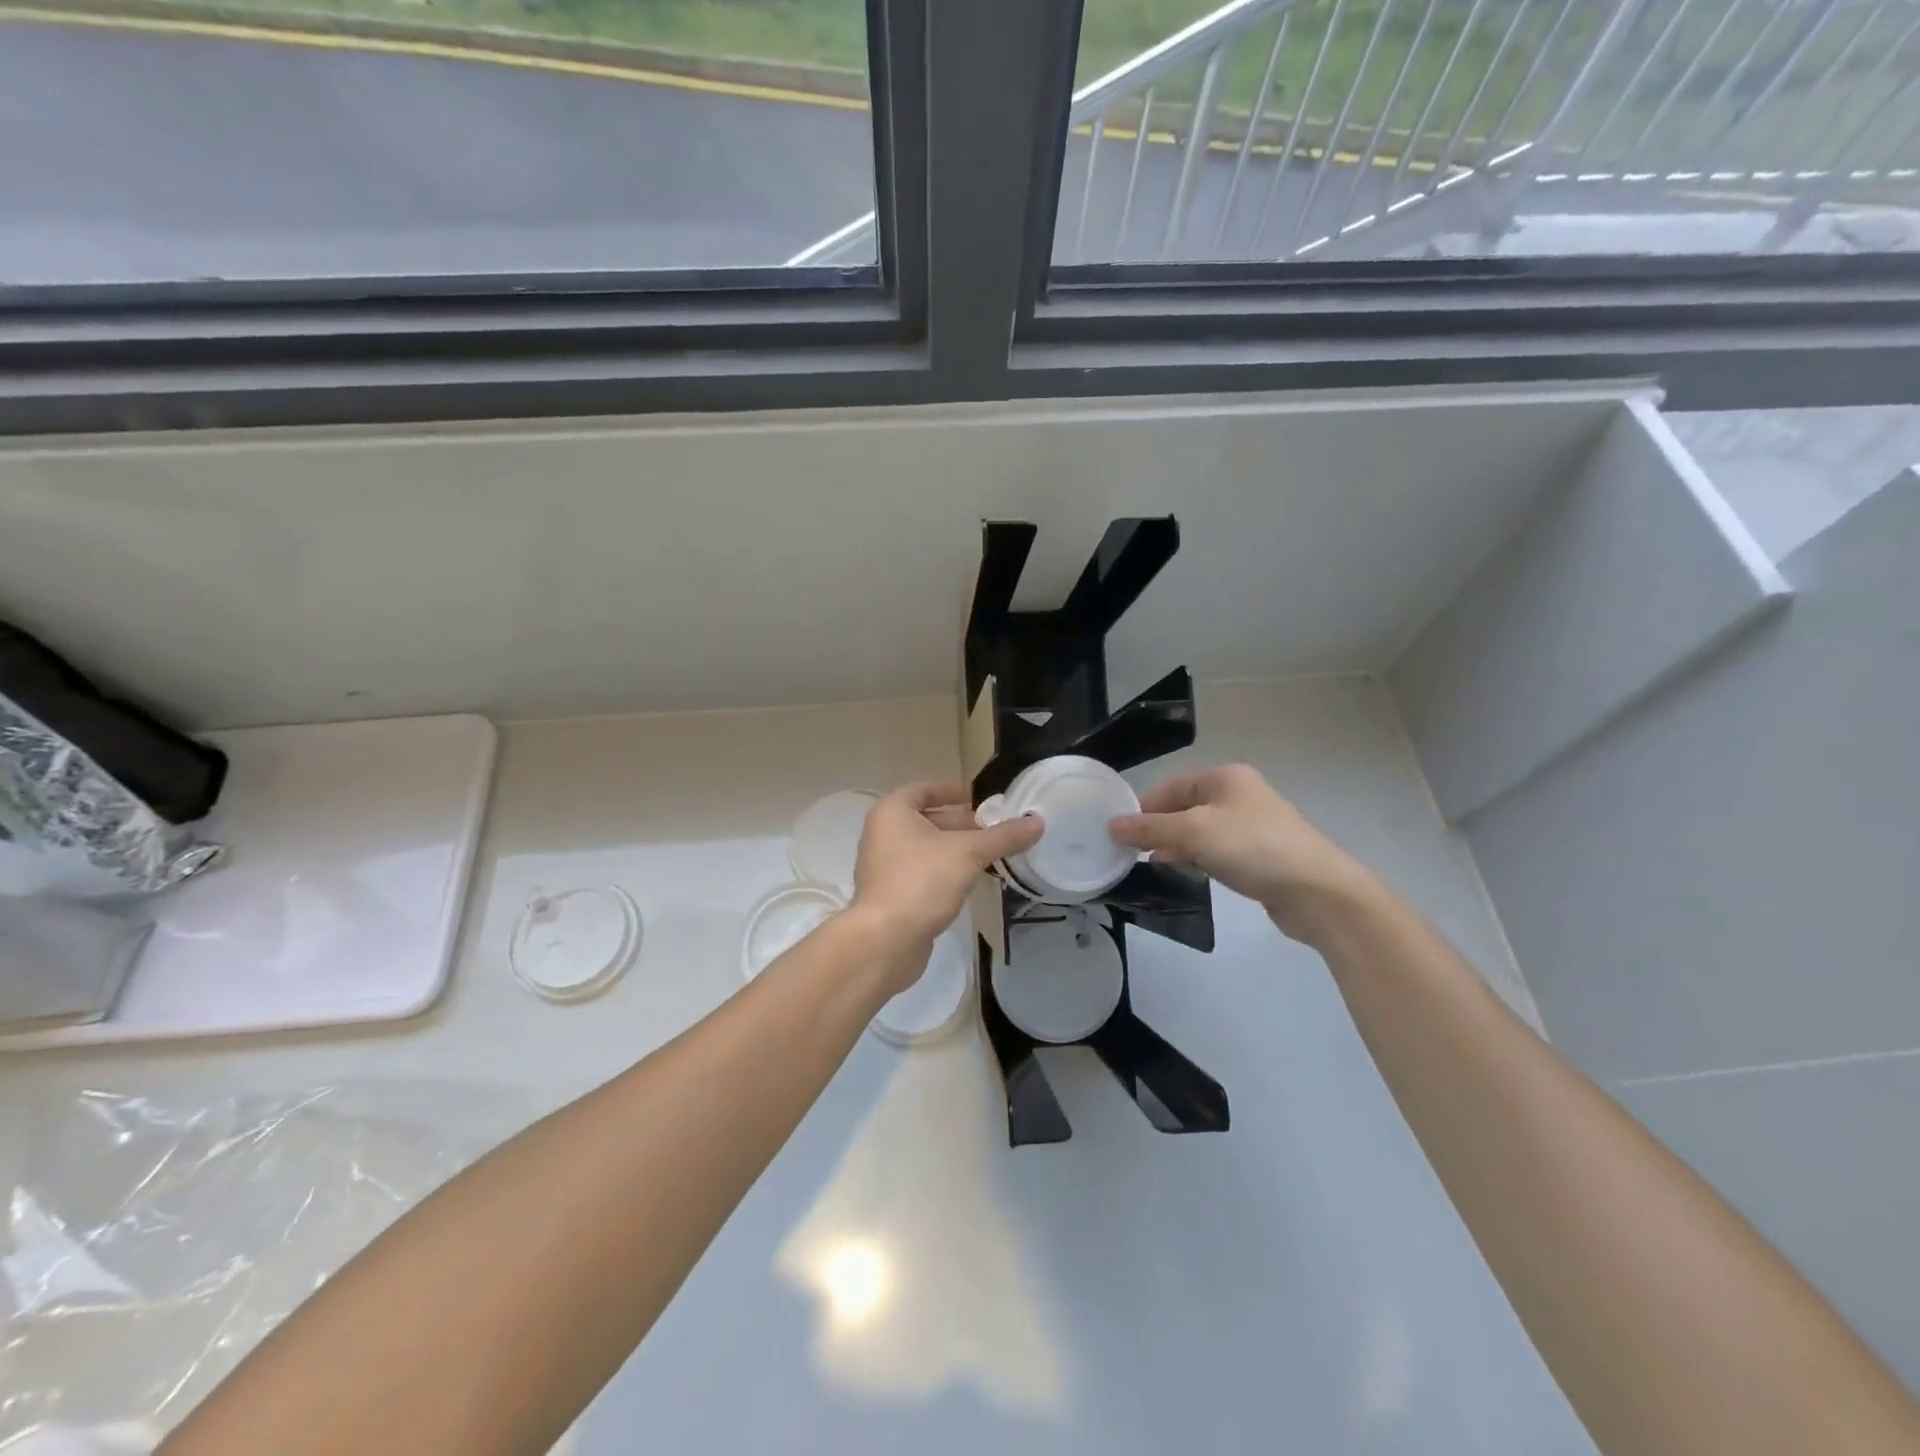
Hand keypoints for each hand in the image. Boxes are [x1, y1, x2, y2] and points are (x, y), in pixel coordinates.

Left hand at [849, 781, 1042, 984]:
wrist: (886, 940)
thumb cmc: (922, 881)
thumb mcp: (968, 853)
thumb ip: (1003, 836)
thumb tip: (1038, 822)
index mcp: (892, 812)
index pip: (925, 790)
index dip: (954, 791)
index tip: (982, 797)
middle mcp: (883, 833)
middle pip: (928, 820)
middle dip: (963, 824)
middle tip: (997, 829)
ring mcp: (884, 866)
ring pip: (927, 848)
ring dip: (957, 849)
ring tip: (992, 854)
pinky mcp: (892, 894)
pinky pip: (923, 872)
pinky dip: (946, 871)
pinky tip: (972, 880)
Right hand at [1109, 764, 1375, 943]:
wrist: (1318, 892)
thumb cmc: (1253, 848)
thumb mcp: (1194, 832)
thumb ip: (1150, 828)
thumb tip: (1111, 826)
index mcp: (1224, 778)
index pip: (1168, 786)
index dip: (1141, 808)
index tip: (1118, 835)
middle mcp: (1237, 795)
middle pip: (1182, 807)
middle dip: (1155, 828)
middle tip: (1127, 852)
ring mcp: (1249, 825)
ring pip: (1196, 830)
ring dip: (1173, 844)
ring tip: (1146, 864)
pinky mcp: (1256, 854)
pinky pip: (1213, 850)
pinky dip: (1194, 857)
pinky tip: (1180, 871)